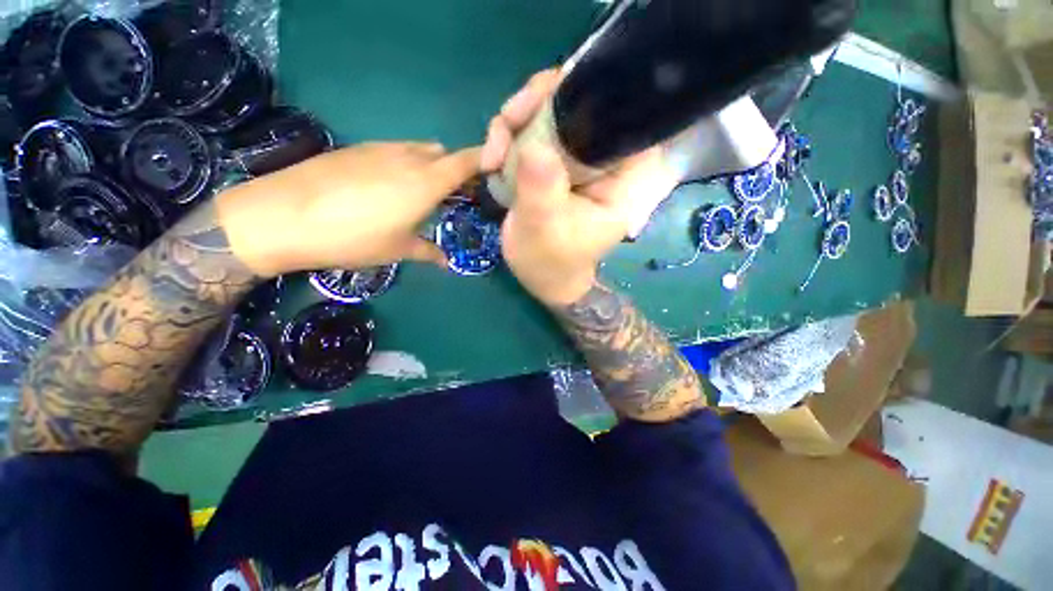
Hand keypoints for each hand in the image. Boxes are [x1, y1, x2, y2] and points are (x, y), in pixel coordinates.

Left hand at [216, 142, 479, 276]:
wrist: (283, 216)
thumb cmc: (354, 237)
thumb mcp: (398, 250)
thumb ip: (428, 252)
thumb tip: (446, 262)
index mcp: (426, 182)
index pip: (465, 161)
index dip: (483, 160)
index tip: (493, 168)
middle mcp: (408, 158)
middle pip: (443, 153)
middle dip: (455, 169)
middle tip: (455, 193)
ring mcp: (380, 149)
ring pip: (418, 149)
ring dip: (429, 165)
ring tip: (422, 191)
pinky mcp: (357, 149)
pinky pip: (394, 151)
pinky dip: (404, 163)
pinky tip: (389, 187)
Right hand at [482, 70, 676, 306]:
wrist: (540, 275)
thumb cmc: (551, 262)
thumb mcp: (545, 232)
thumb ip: (542, 192)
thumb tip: (533, 146)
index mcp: (624, 177)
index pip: (624, 115)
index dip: (590, 92)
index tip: (546, 100)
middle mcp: (606, 159)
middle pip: (582, 102)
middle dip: (539, 103)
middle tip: (507, 123)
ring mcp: (579, 157)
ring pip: (552, 110)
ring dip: (516, 120)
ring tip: (493, 153)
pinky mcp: (556, 161)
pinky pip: (533, 129)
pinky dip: (509, 136)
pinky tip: (492, 159)